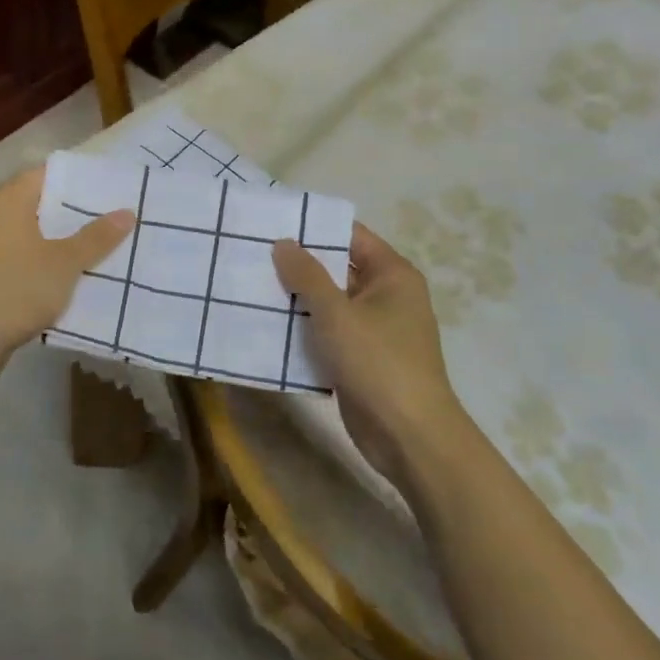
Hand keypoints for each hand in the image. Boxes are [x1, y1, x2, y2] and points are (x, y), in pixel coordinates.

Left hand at [0, 165, 134, 371]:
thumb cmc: (15, 289)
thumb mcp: (65, 263)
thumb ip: (96, 237)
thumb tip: (127, 212)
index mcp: (5, 200)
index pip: (46, 173)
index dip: (78, 180)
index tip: (109, 189)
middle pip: (37, 204)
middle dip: (72, 212)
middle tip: (111, 218)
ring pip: (27, 233)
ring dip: (57, 240)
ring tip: (96, 246)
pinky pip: (16, 257)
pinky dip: (39, 261)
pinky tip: (64, 276)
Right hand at [273, 224, 467, 484]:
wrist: (409, 436)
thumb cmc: (377, 362)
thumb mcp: (336, 313)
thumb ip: (307, 275)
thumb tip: (283, 242)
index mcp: (392, 275)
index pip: (350, 236)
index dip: (314, 228)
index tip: (273, 223)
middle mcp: (386, 296)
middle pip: (337, 269)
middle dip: (298, 264)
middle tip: (252, 254)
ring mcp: (374, 330)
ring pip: (329, 304)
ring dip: (296, 300)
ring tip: (250, 285)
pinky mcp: (361, 359)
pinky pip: (327, 333)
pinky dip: (303, 330)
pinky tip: (266, 326)